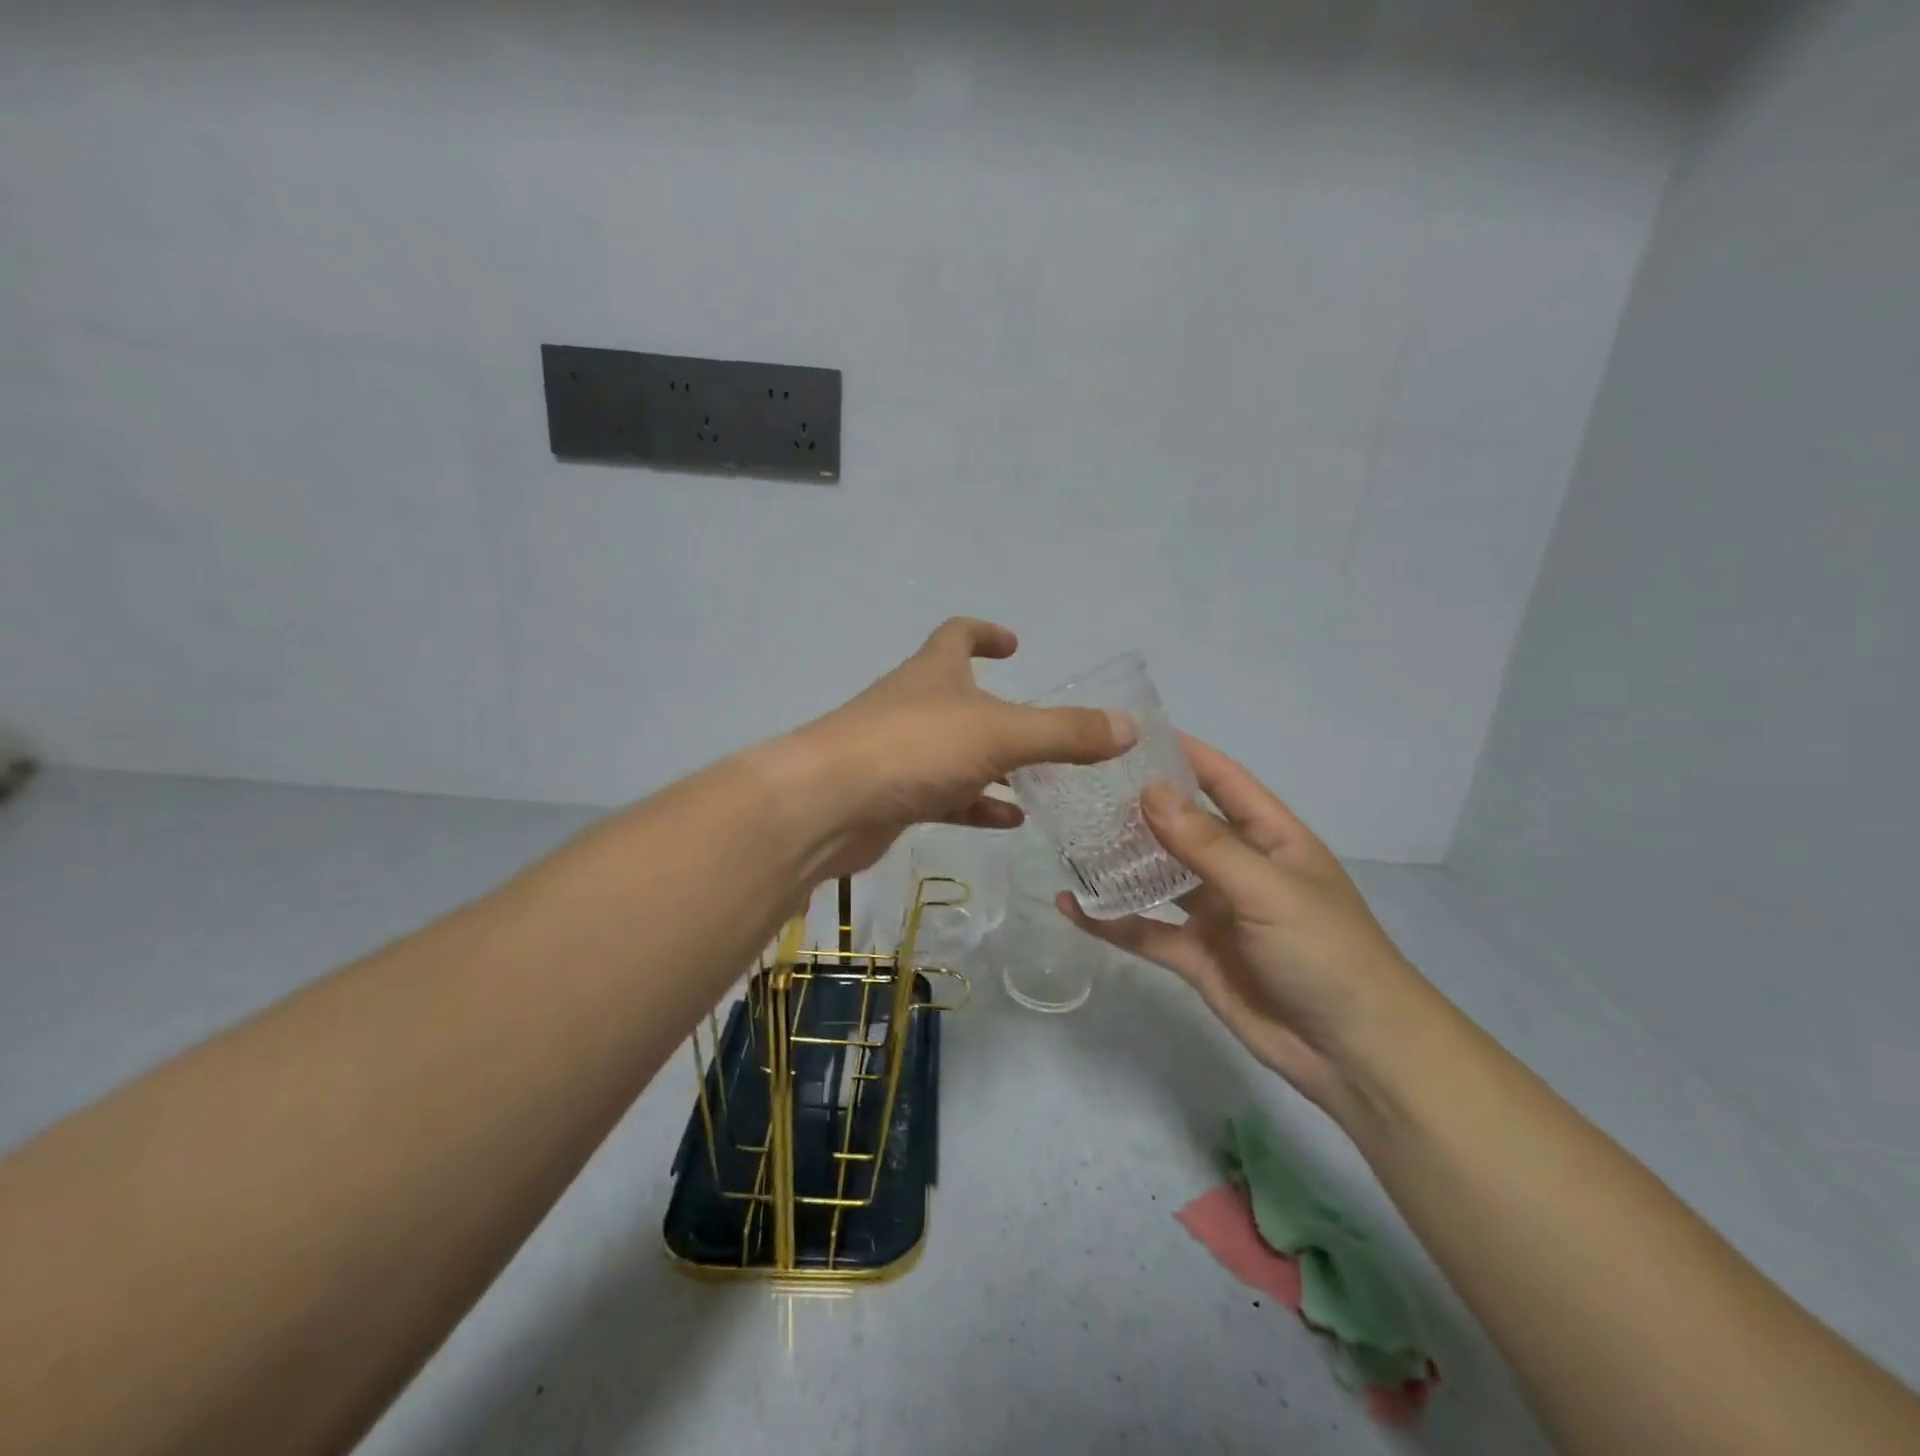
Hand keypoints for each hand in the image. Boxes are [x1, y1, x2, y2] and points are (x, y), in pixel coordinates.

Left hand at [780, 618, 1135, 880]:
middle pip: (961, 698)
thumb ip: (1065, 732)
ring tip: (1042, 781)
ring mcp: (900, 752)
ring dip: (995, 764)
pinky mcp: (893, 797)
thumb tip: (1128, 727)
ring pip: (956, 753)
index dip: (986, 633)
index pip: (958, 634)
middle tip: (1047, 732)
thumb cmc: (913, 749)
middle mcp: (915, 705)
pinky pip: (945, 796)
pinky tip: (1010, 820)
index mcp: (934, 672)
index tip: (1014, 644)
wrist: (828, 805)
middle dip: (1001, 711)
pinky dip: (977, 804)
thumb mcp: (1000, 734)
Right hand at [1062, 734, 1426, 1109]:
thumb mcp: (1268, 890)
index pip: (1224, 782)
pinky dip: (1110, 920)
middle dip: (1138, 808)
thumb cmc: (1325, 953)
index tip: (1134, 733)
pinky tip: (1071, 906)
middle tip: (1081, 786)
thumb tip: (1149, 790)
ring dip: (1119, 862)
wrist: (1353, 1053)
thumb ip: (1206, 844)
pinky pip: (1145, 930)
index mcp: (1271, 839)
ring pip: (1157, 877)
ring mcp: (1215, 913)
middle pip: (1181, 827)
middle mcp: (1239, 869)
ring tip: (1068, 840)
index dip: (1186, 754)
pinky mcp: (1195, 956)